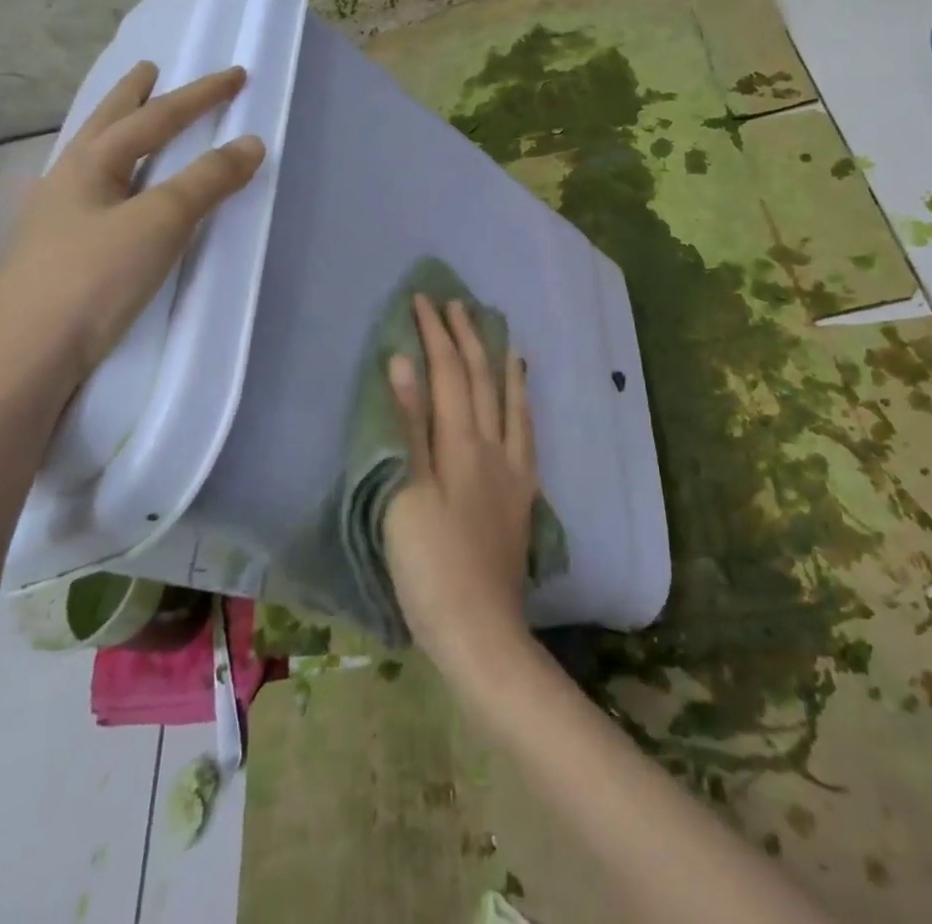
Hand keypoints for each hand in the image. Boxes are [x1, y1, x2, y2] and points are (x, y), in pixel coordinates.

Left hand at [0, 63, 264, 400]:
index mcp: (89, 165)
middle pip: (105, 125)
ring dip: (114, 132)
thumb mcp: (159, 224)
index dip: (199, 96)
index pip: (154, 118)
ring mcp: (53, 219)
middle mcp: (65, 182)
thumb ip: (205, 182)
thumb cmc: (92, 281)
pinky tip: (106, 194)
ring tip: (128, 120)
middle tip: (148, 69)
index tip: (237, 75)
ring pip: (90, 159)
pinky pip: (88, 193)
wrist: (23, 361)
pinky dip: (109, 175)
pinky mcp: (54, 254)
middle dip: (131, 96)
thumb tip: (250, 143)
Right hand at [384, 294, 540, 673]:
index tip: (423, 300)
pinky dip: (523, 404)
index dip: (435, 334)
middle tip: (456, 304)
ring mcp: (513, 471)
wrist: (481, 632)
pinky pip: (527, 434)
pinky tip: (522, 399)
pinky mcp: (522, 496)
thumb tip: (403, 363)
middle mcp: (493, 447)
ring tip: (499, 334)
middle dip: (467, 337)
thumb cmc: (430, 566)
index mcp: (461, 443)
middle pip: (481, 379)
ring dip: (500, 362)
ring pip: (510, 401)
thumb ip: (409, 427)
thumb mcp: (406, 494)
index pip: (448, 373)